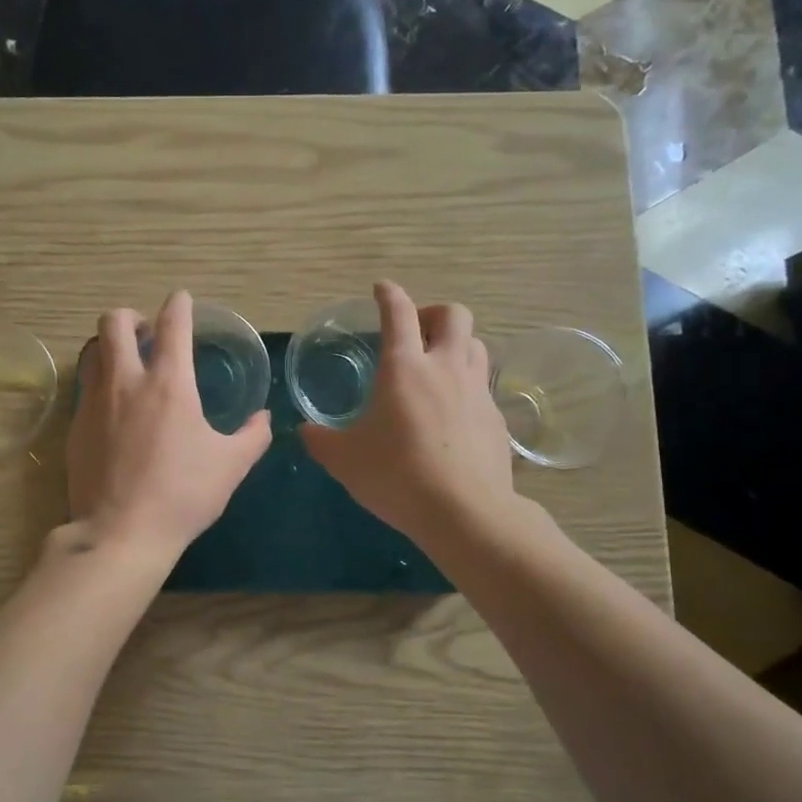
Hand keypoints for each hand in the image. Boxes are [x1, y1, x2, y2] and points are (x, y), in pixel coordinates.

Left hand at [67, 290, 271, 558]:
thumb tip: (263, 418)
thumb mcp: (231, 466)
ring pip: (93, 351)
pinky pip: (86, 389)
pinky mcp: (75, 427)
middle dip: (130, 316)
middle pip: (114, 322)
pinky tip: (114, 409)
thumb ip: (253, 436)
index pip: (172, 325)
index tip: (181, 300)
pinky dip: (100, 384)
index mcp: (168, 384)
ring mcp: (94, 403)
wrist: (121, 533)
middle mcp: (126, 382)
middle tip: (145, 332)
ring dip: (110, 346)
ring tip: (126, 364)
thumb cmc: (183, 495)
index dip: (178, 305)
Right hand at [300, 281, 515, 543]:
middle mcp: (445, 368)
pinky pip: (484, 385)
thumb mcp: (344, 460)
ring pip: (476, 345)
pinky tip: (454, 412)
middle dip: (434, 313)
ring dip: (456, 345)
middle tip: (416, 333)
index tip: (381, 289)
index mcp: (404, 367)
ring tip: (437, 367)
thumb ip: (321, 440)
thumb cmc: (397, 476)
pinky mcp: (496, 418)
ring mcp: (477, 391)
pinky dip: (468, 385)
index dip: (389, 294)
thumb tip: (304, 430)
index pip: (398, 313)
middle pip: (454, 315)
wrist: (465, 512)